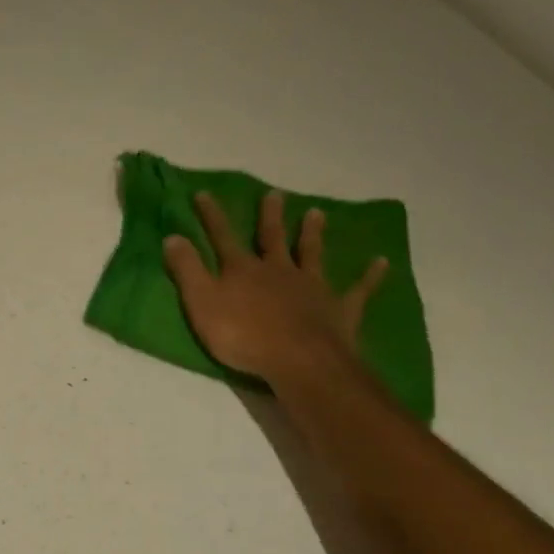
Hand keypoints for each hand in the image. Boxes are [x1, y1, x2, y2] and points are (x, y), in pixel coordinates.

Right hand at [164, 189, 388, 382]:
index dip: (212, 216)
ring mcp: (311, 287)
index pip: (222, 237)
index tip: (204, 193)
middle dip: (270, 216)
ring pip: (312, 253)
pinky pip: (358, 289)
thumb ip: (187, 270)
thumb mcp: (202, 303)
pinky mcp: (339, 308)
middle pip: (273, 238)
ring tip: (317, 212)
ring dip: (313, 233)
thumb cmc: (242, 335)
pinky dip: (369, 276)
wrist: (298, 360)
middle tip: (275, 194)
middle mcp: (278, 270)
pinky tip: (381, 262)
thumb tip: (172, 236)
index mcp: (243, 270)